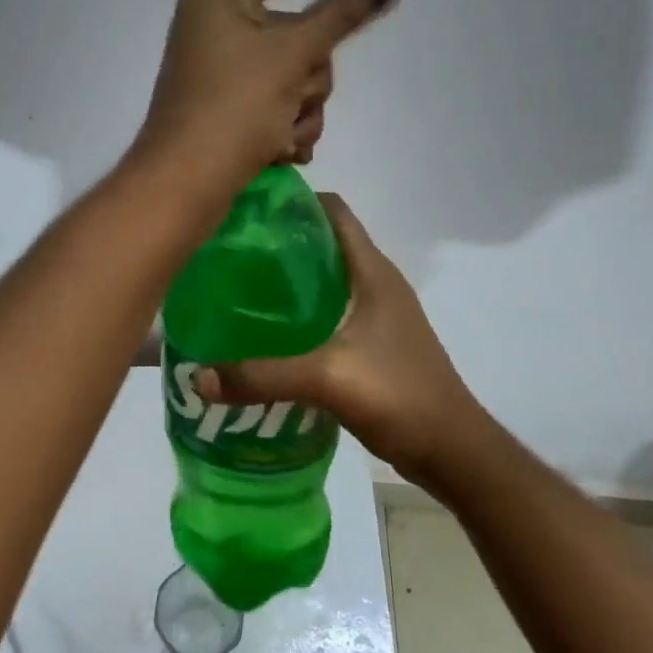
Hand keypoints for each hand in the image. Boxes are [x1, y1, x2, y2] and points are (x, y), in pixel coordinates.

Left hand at [132, 0, 403, 193]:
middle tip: (293, 96)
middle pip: (302, 26)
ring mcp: (223, 62)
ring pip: (297, 69)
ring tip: (280, 134)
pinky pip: (279, 97)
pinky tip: (277, 150)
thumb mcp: (292, 55)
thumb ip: (342, 14)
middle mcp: (219, 18)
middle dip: (310, 71)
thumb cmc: (234, 108)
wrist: (184, 184)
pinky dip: (287, 124)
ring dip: (301, 106)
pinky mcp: (230, 99)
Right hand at [192, 194, 474, 487]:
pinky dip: (300, 313)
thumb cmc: (400, 395)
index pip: (333, 212)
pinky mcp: (374, 344)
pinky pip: (329, 313)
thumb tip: (198, 376)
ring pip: (326, 280)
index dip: (294, 201)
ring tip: (239, 287)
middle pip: (324, 243)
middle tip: (229, 250)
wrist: (454, 452)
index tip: (247, 206)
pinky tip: (267, 332)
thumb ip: (262, 375)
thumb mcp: (327, 379)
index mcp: (372, 272)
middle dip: (280, 241)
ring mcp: (378, 315)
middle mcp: (377, 284)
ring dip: (289, 279)